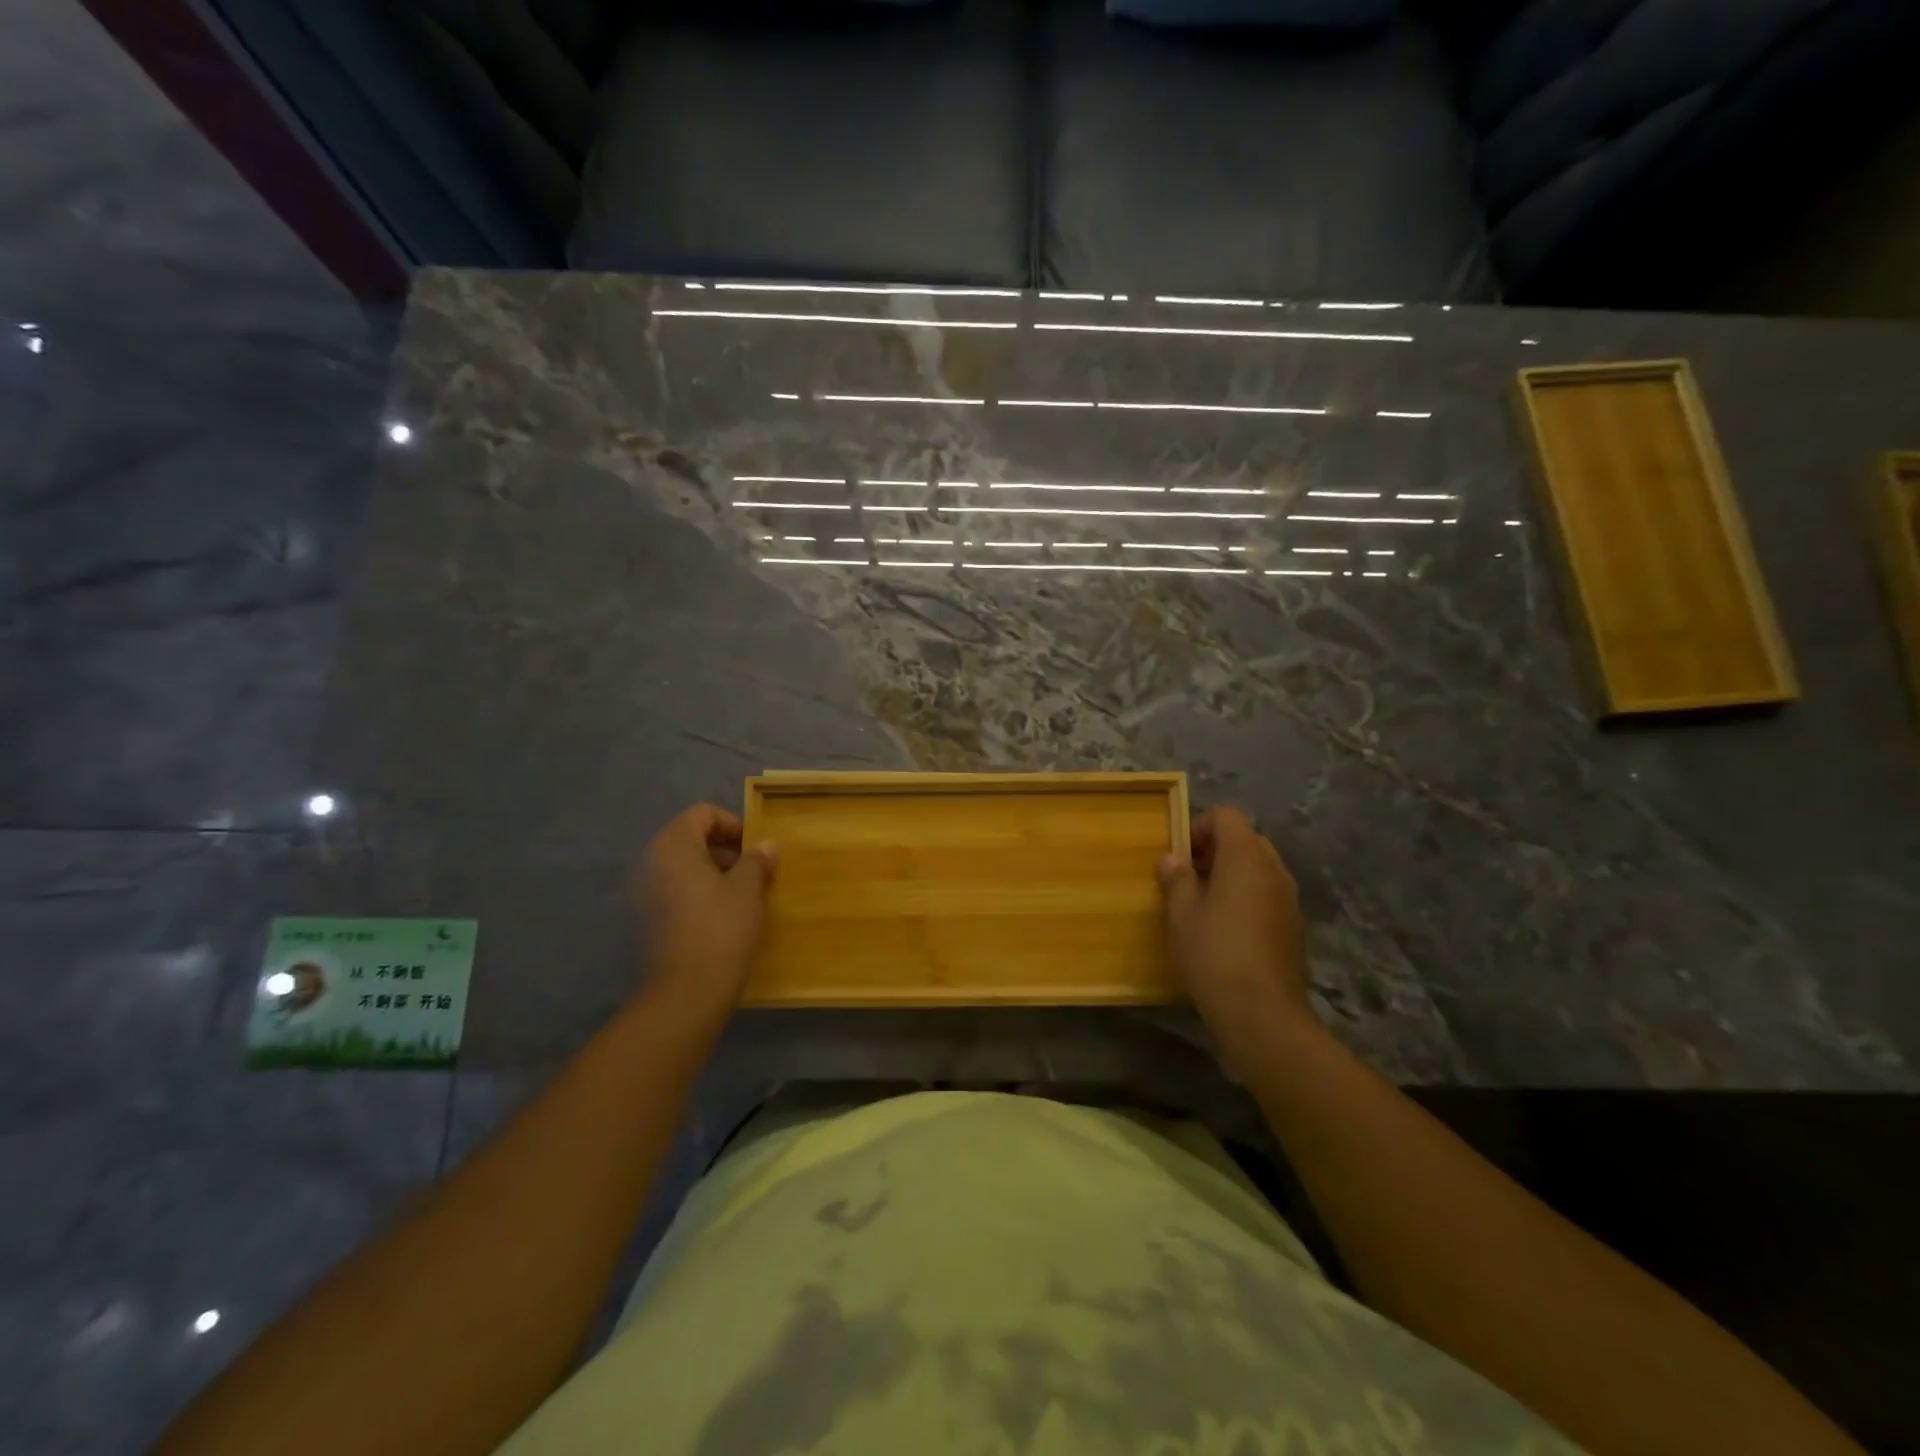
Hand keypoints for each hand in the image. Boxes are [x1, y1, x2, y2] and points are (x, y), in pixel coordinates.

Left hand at [630, 804, 776, 1025]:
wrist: (686, 993)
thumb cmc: (721, 929)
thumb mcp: (748, 889)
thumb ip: (756, 860)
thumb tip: (764, 846)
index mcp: (673, 846)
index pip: (703, 814)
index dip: (733, 824)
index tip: (755, 848)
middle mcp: (651, 862)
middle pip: (690, 838)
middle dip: (724, 849)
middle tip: (753, 871)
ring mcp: (642, 892)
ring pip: (682, 867)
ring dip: (712, 872)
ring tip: (741, 895)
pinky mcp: (644, 919)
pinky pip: (673, 891)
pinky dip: (697, 893)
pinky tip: (720, 916)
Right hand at [1157, 806, 1315, 1051]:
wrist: (1262, 1013)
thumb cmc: (1214, 952)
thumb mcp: (1181, 912)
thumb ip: (1176, 877)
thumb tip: (1172, 859)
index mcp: (1246, 855)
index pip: (1226, 816)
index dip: (1199, 828)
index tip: (1180, 859)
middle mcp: (1274, 868)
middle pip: (1244, 840)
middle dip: (1215, 852)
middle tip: (1188, 881)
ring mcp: (1289, 898)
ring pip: (1258, 869)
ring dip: (1231, 877)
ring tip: (1205, 909)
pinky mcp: (1294, 926)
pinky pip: (1268, 896)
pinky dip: (1247, 900)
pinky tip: (1227, 934)